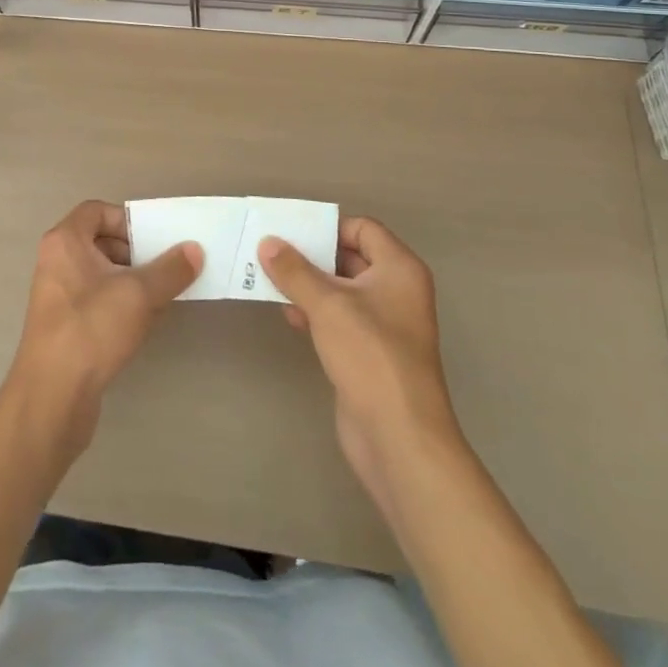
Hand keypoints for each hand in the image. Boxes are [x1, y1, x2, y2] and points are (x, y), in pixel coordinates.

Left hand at [5, 201, 201, 465]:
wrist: (52, 397)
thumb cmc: (92, 329)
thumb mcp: (139, 294)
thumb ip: (170, 269)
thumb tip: (194, 250)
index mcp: (64, 241)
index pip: (96, 211)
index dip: (127, 220)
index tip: (154, 239)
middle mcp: (56, 262)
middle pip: (100, 242)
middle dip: (134, 252)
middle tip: (165, 266)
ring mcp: (58, 296)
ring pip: (100, 274)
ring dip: (131, 281)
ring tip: (161, 295)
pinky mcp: (64, 327)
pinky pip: (96, 301)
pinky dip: (119, 304)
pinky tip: (144, 323)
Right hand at [259, 217, 462, 528]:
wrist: (399, 438)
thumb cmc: (370, 356)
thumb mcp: (327, 305)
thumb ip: (295, 271)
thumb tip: (268, 242)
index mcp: (399, 269)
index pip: (362, 228)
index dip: (329, 228)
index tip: (292, 234)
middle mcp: (397, 290)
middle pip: (350, 257)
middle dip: (312, 256)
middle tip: (272, 254)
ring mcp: (385, 324)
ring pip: (342, 289)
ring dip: (309, 285)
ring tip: (271, 282)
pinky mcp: (370, 352)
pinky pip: (340, 318)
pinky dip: (316, 312)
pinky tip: (289, 316)